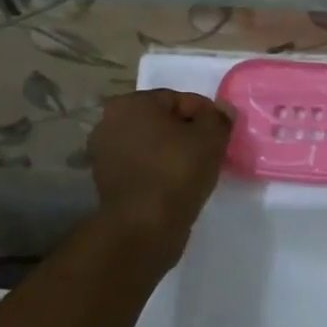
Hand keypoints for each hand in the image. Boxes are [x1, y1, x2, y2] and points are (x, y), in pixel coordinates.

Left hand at [89, 89, 233, 244]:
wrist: (144, 227)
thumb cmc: (176, 172)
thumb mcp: (210, 138)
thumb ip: (219, 118)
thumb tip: (222, 109)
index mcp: (130, 103)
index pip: (178, 99)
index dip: (205, 114)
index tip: (222, 133)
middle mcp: (109, 122)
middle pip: (162, 121)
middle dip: (187, 132)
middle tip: (212, 150)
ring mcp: (104, 153)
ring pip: (152, 144)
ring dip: (173, 152)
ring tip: (197, 168)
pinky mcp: (107, 181)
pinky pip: (142, 166)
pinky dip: (159, 170)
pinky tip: (178, 183)